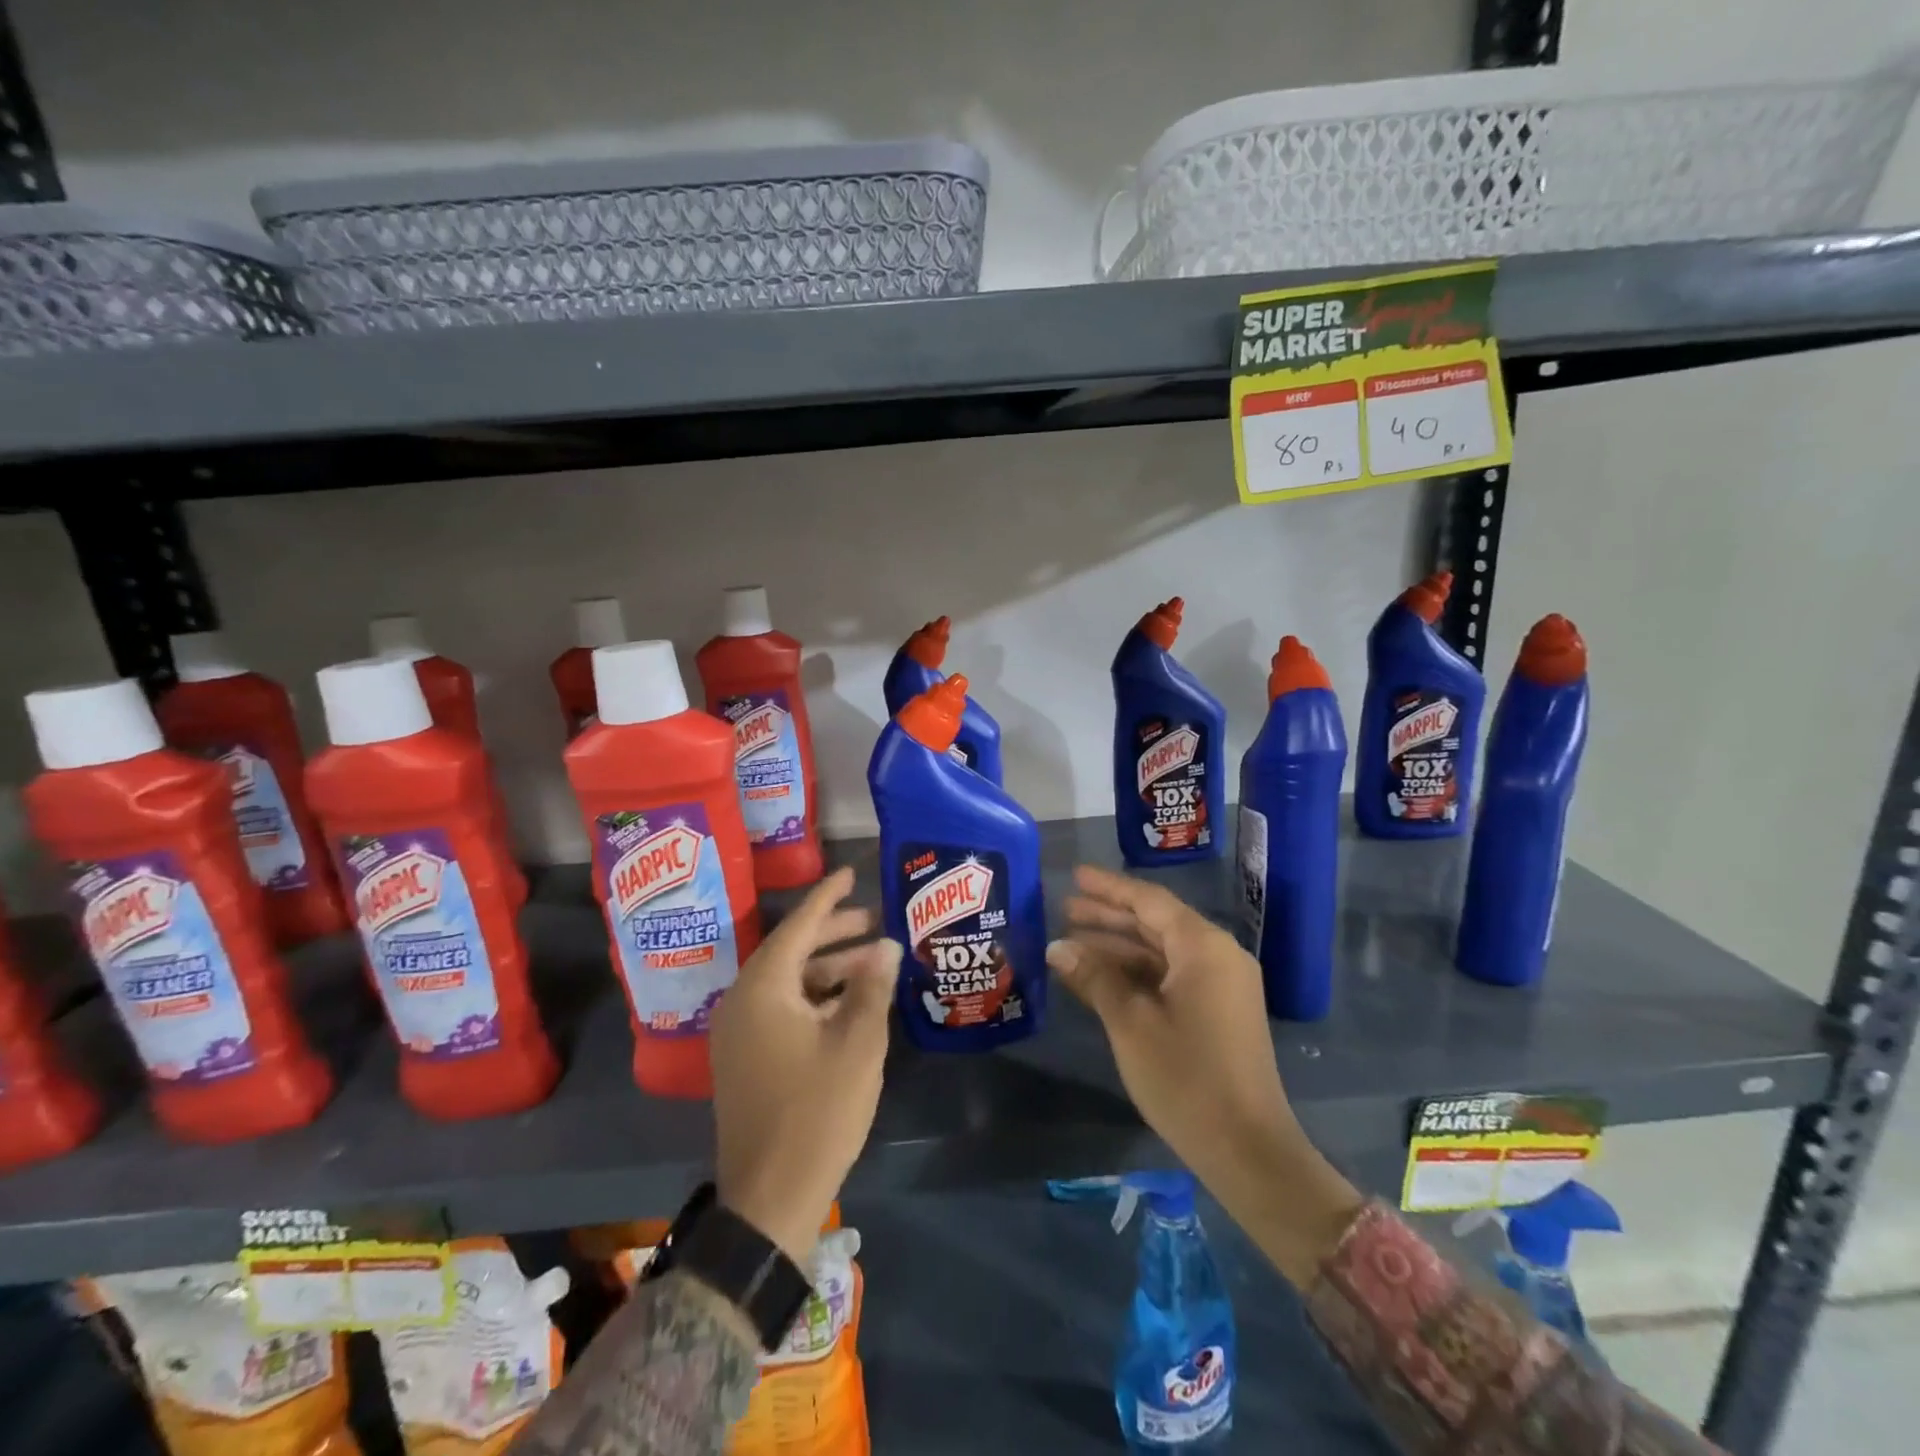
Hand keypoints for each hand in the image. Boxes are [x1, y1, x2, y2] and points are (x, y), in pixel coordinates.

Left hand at [710, 866, 900, 1264]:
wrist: (769, 1197)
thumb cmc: (817, 1111)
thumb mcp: (857, 1043)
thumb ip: (872, 987)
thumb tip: (887, 945)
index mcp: (763, 988)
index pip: (799, 925)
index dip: (828, 897)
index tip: (851, 873)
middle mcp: (742, 1001)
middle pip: (792, 950)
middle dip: (834, 932)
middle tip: (874, 918)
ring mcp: (739, 1033)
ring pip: (788, 981)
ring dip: (829, 968)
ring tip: (873, 961)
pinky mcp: (745, 1058)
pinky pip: (782, 1008)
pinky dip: (815, 997)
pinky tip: (850, 1001)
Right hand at [1047, 865, 1359, 1284]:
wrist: (1248, 1150)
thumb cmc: (1186, 1078)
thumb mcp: (1130, 1023)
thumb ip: (1094, 977)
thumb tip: (1057, 947)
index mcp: (1203, 947)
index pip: (1149, 901)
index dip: (1109, 888)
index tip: (1075, 875)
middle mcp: (1218, 956)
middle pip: (1156, 922)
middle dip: (1109, 916)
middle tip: (1064, 908)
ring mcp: (1222, 985)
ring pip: (1163, 951)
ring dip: (1120, 946)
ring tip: (1072, 941)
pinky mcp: (1220, 1011)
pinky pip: (1173, 975)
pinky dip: (1138, 973)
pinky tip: (1102, 978)